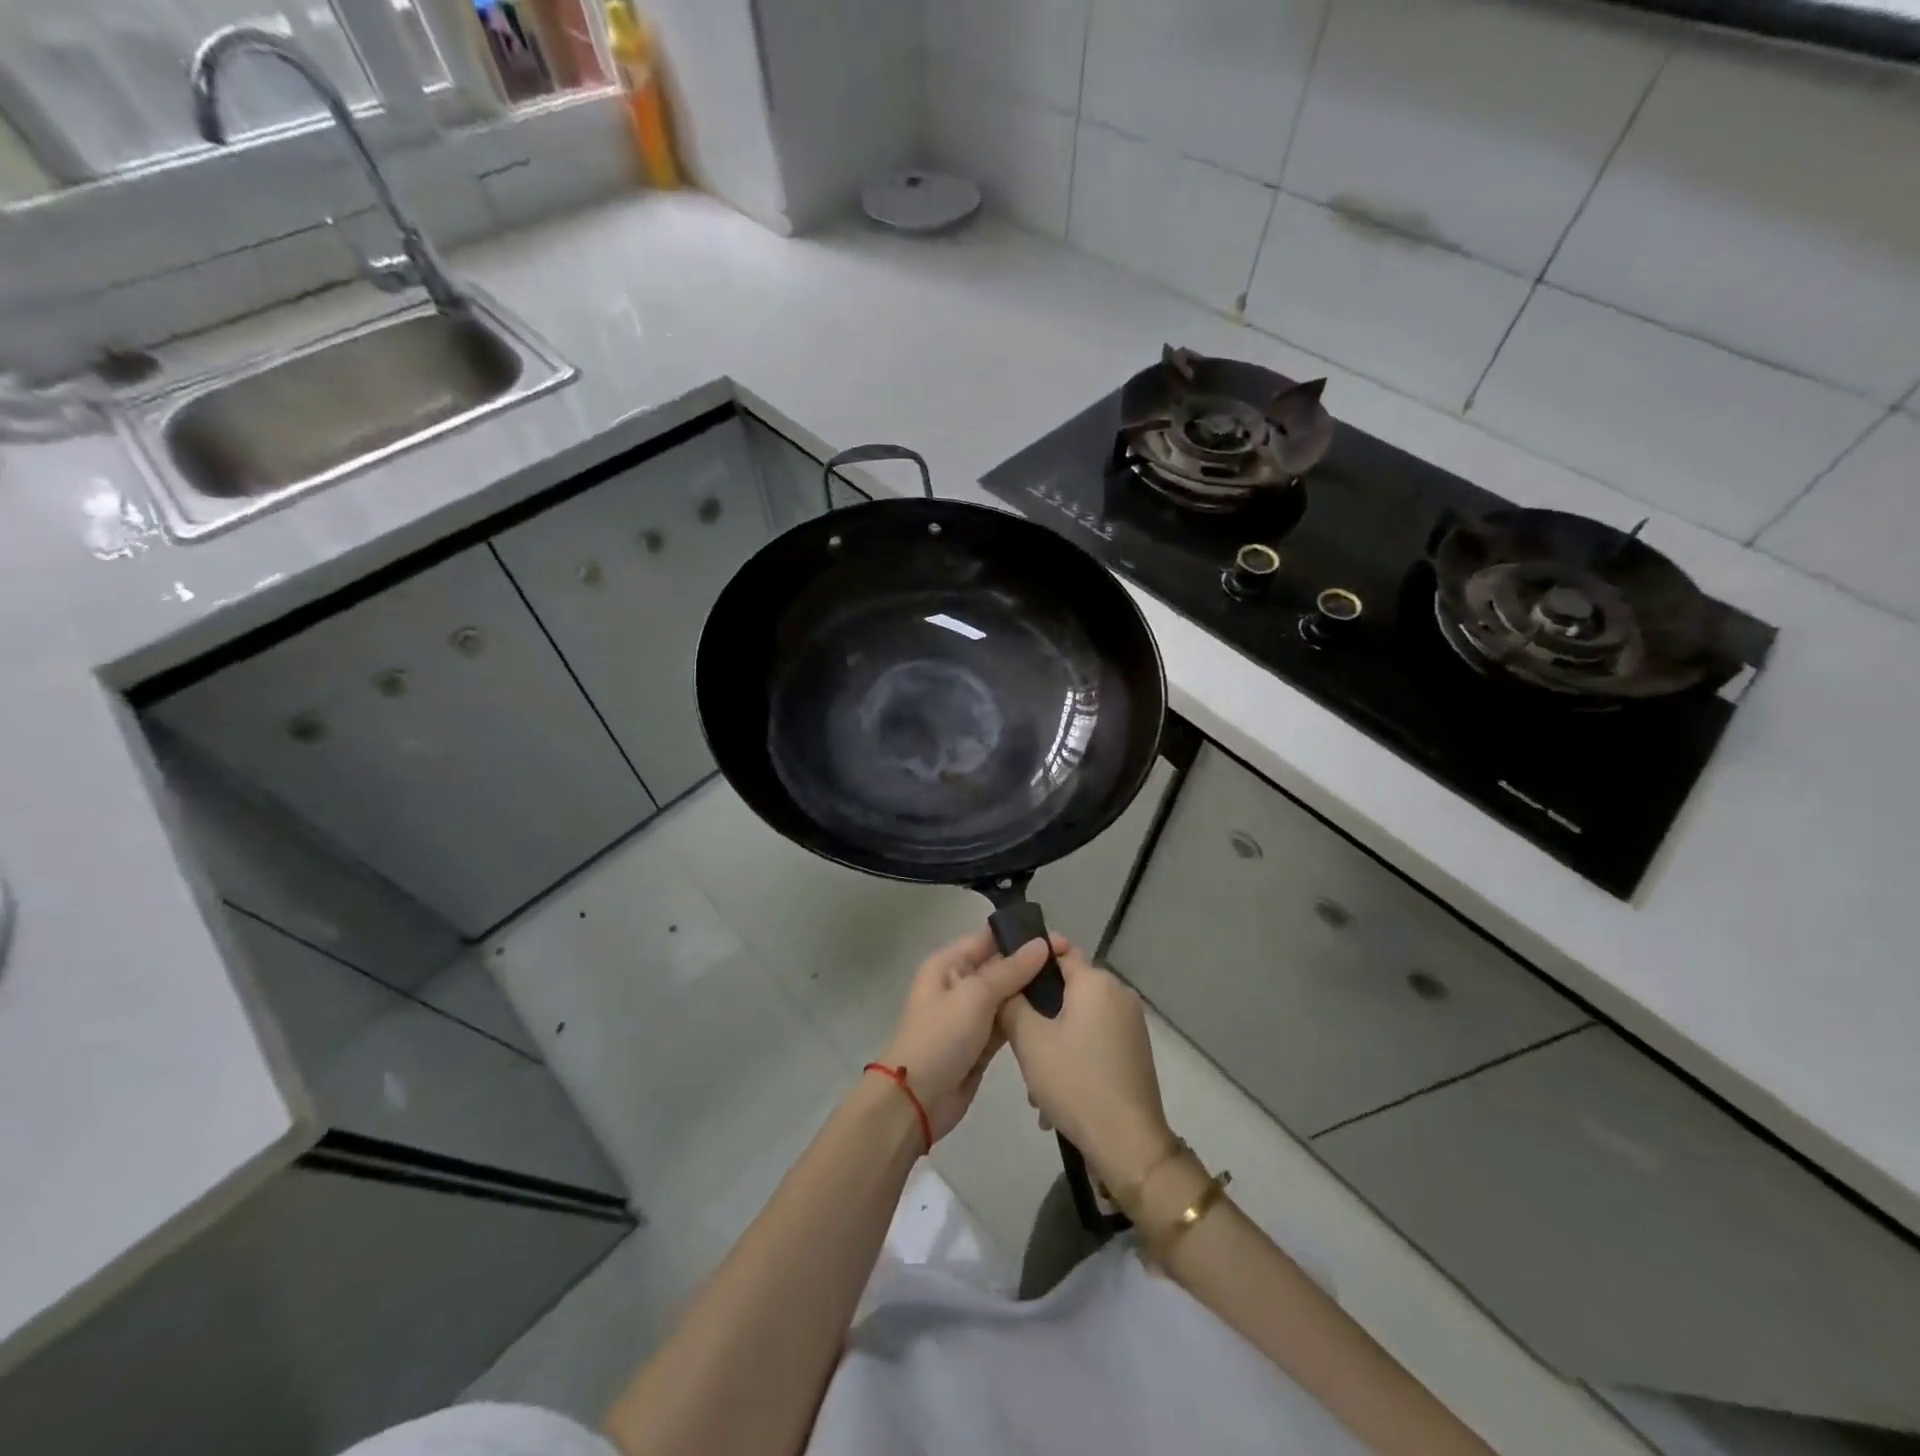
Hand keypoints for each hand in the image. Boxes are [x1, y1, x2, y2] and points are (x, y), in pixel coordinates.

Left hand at [878, 928, 1052, 1140]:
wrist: (918, 1099)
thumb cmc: (942, 1036)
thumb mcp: (975, 995)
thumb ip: (1010, 970)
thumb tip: (1041, 944)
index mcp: (949, 964)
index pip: (988, 939)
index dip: (1021, 936)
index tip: (1058, 938)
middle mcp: (959, 983)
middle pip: (1000, 966)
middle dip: (1031, 964)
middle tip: (1071, 963)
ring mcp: (971, 1014)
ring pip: (1007, 995)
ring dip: (1031, 992)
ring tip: (1070, 985)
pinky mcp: (981, 1042)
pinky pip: (1007, 1022)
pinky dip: (1025, 1018)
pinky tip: (1054, 1013)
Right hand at [998, 943, 1176, 1188]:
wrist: (1128, 1143)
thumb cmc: (1075, 1081)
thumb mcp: (1029, 1040)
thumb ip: (1011, 1002)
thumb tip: (1006, 985)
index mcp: (1096, 981)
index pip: (1058, 951)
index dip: (1030, 961)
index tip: (1007, 980)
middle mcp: (1118, 993)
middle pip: (1068, 988)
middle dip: (1039, 1012)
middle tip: (1016, 1041)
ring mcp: (1131, 1023)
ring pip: (1079, 1018)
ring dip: (1054, 1040)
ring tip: (1035, 1082)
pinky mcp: (1135, 1049)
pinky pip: (1095, 1038)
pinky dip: (1074, 1055)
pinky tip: (1057, 1094)